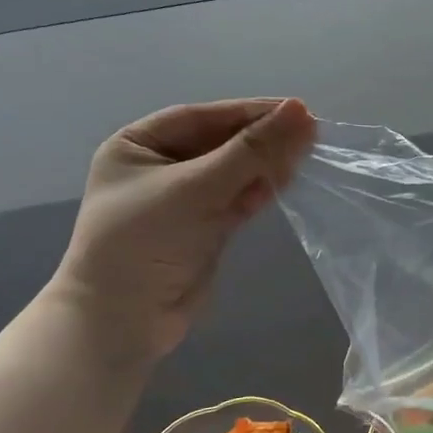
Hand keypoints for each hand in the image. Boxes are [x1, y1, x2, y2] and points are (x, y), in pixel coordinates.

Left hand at [48, 98, 315, 359]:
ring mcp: (183, 200)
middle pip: (221, 143)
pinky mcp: (204, 229)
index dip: (250, 112)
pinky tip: (284, 182)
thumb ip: (250, 151)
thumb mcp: (196, 189)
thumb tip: (301, 111)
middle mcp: (160, 167)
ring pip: (233, 172)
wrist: (123, 323)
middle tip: (310, 134)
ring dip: (265, 165)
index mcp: (139, 145)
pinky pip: (236, 200)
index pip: (203, 118)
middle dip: (262, 140)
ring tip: (305, 156)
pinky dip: (259, 191)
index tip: (296, 109)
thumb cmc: (144, 242)